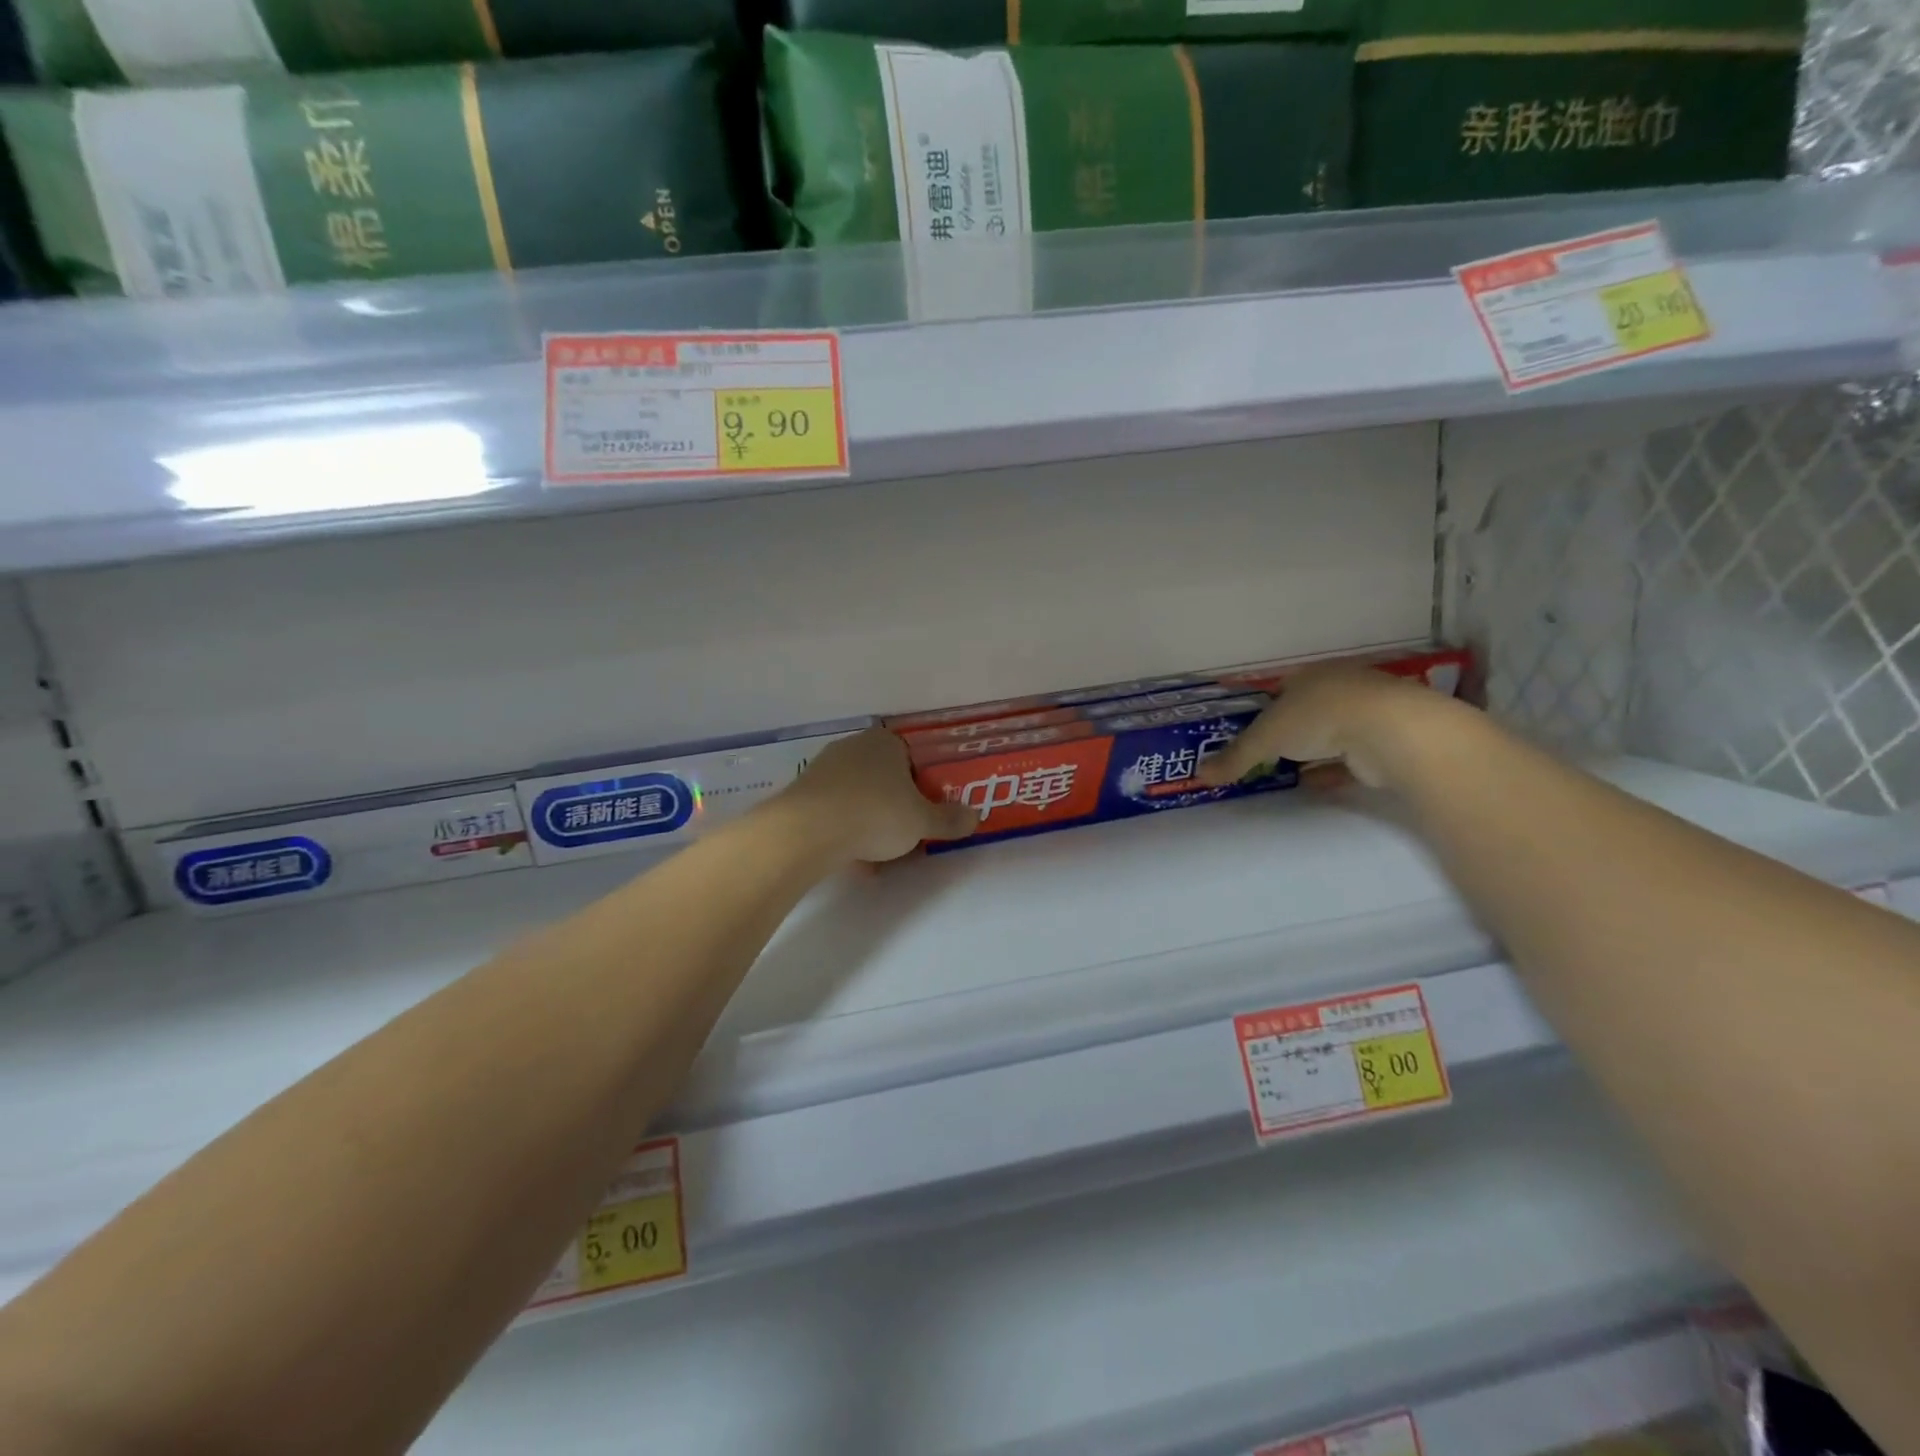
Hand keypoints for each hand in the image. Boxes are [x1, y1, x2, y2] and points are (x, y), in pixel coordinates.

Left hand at [776, 727, 976, 863]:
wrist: (808, 831)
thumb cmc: (876, 814)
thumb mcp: (922, 821)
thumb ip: (949, 819)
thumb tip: (975, 817)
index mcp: (886, 743)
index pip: (911, 756)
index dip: (923, 783)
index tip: (926, 809)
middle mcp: (854, 747)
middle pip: (884, 777)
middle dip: (896, 805)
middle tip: (908, 832)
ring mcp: (824, 768)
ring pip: (858, 796)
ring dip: (870, 822)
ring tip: (881, 855)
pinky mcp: (803, 793)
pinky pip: (835, 811)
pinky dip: (846, 831)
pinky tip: (854, 859)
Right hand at [1193, 665, 1473, 791]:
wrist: (1390, 731)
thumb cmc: (1319, 717)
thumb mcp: (1265, 737)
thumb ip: (1235, 756)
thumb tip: (1199, 775)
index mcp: (1310, 676)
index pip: (1281, 689)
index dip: (1264, 709)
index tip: (1251, 730)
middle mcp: (1340, 688)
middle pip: (1307, 711)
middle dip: (1289, 732)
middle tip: (1266, 754)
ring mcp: (1367, 714)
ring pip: (1332, 734)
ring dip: (1312, 752)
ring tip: (1287, 772)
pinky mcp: (1385, 741)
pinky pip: (1351, 759)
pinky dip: (1332, 771)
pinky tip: (1315, 785)